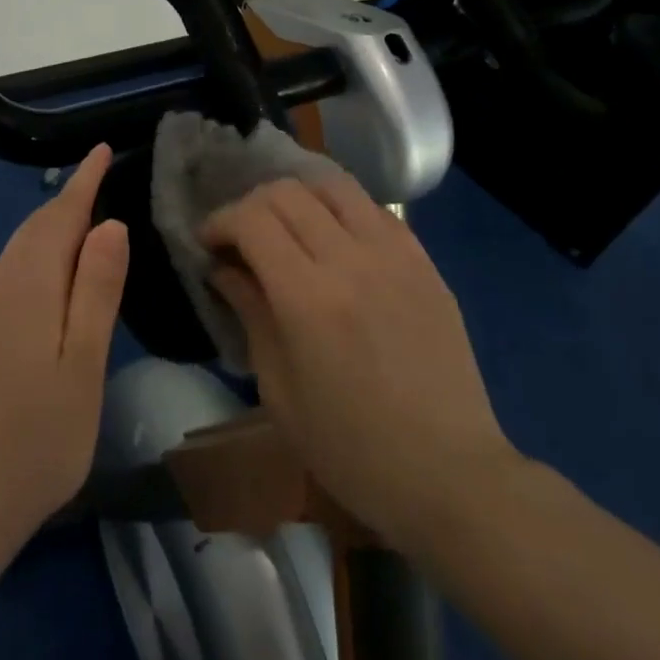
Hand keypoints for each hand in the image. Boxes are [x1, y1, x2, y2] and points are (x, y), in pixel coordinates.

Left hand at [0, 144, 128, 548]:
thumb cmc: (37, 439)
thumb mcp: (84, 366)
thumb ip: (97, 290)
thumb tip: (110, 225)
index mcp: (26, 285)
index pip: (59, 215)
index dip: (84, 182)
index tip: (100, 150)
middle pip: (34, 230)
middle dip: (67, 206)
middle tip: (100, 190)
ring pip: (16, 254)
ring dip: (49, 238)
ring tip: (82, 240)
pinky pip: (0, 279)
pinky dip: (29, 267)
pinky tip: (42, 292)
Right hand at [201, 175, 517, 547]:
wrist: (450, 474)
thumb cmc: (351, 448)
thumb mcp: (279, 390)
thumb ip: (250, 313)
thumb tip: (224, 268)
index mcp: (308, 297)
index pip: (252, 219)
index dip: (221, 221)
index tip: (209, 243)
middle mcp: (351, 260)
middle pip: (288, 192)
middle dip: (252, 204)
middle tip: (242, 236)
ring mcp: (395, 255)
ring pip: (334, 185)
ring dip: (298, 196)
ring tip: (287, 226)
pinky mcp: (425, 262)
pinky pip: (374, 210)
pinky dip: (341, 211)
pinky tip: (335, 241)